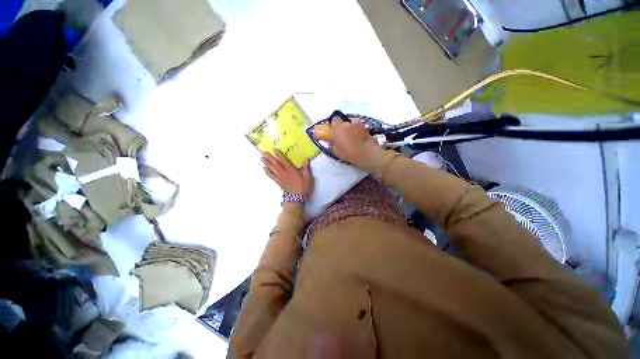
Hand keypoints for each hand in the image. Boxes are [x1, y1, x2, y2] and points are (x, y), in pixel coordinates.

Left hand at [262, 149, 312, 199]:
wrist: (297, 199)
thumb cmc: (303, 187)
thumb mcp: (308, 178)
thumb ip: (306, 169)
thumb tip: (306, 160)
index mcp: (291, 171)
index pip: (284, 161)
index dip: (279, 155)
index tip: (273, 149)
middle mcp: (284, 173)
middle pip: (275, 164)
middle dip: (269, 157)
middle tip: (262, 152)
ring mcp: (281, 178)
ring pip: (272, 169)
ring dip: (266, 163)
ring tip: (261, 158)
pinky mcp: (279, 183)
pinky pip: (272, 176)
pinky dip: (268, 172)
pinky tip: (264, 169)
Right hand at [330, 119, 383, 169]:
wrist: (365, 154)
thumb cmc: (347, 153)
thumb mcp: (336, 151)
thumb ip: (334, 144)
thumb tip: (334, 142)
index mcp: (337, 128)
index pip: (333, 122)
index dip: (334, 127)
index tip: (334, 133)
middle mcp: (347, 123)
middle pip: (344, 123)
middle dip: (344, 128)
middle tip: (344, 137)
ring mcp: (358, 124)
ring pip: (353, 124)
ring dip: (353, 129)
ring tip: (354, 138)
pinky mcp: (367, 128)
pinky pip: (361, 129)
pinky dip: (360, 132)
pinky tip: (361, 140)